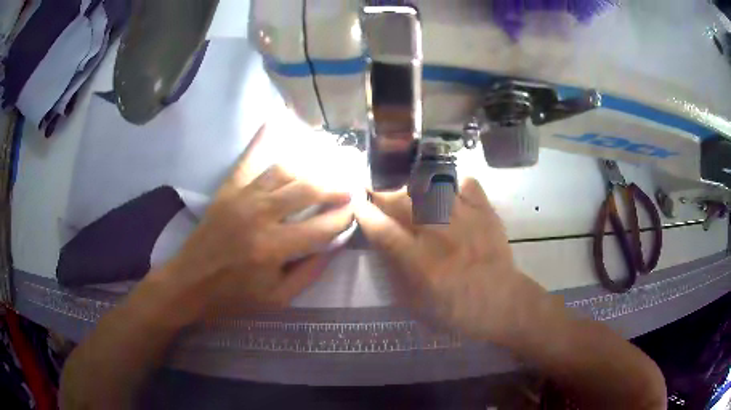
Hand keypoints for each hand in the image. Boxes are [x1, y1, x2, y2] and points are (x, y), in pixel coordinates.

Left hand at [159, 125, 353, 322]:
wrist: (190, 283)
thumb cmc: (234, 297)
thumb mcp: (277, 298)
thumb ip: (310, 272)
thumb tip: (334, 245)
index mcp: (273, 248)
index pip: (322, 226)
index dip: (344, 218)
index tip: (355, 212)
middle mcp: (260, 215)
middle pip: (307, 190)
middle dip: (335, 188)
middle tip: (349, 188)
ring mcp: (242, 198)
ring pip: (284, 170)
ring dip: (308, 170)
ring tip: (323, 173)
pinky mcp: (228, 190)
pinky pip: (250, 161)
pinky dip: (264, 142)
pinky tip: (277, 123)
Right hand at [355, 179, 545, 342]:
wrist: (502, 303)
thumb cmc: (456, 309)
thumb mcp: (416, 303)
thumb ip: (396, 273)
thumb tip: (381, 244)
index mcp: (421, 263)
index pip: (383, 230)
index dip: (365, 214)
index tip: (356, 204)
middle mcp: (440, 234)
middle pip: (402, 201)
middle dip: (381, 192)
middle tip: (375, 190)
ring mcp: (465, 219)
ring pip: (431, 186)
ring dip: (412, 184)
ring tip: (406, 187)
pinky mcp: (485, 211)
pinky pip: (465, 183)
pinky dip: (453, 183)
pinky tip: (447, 191)